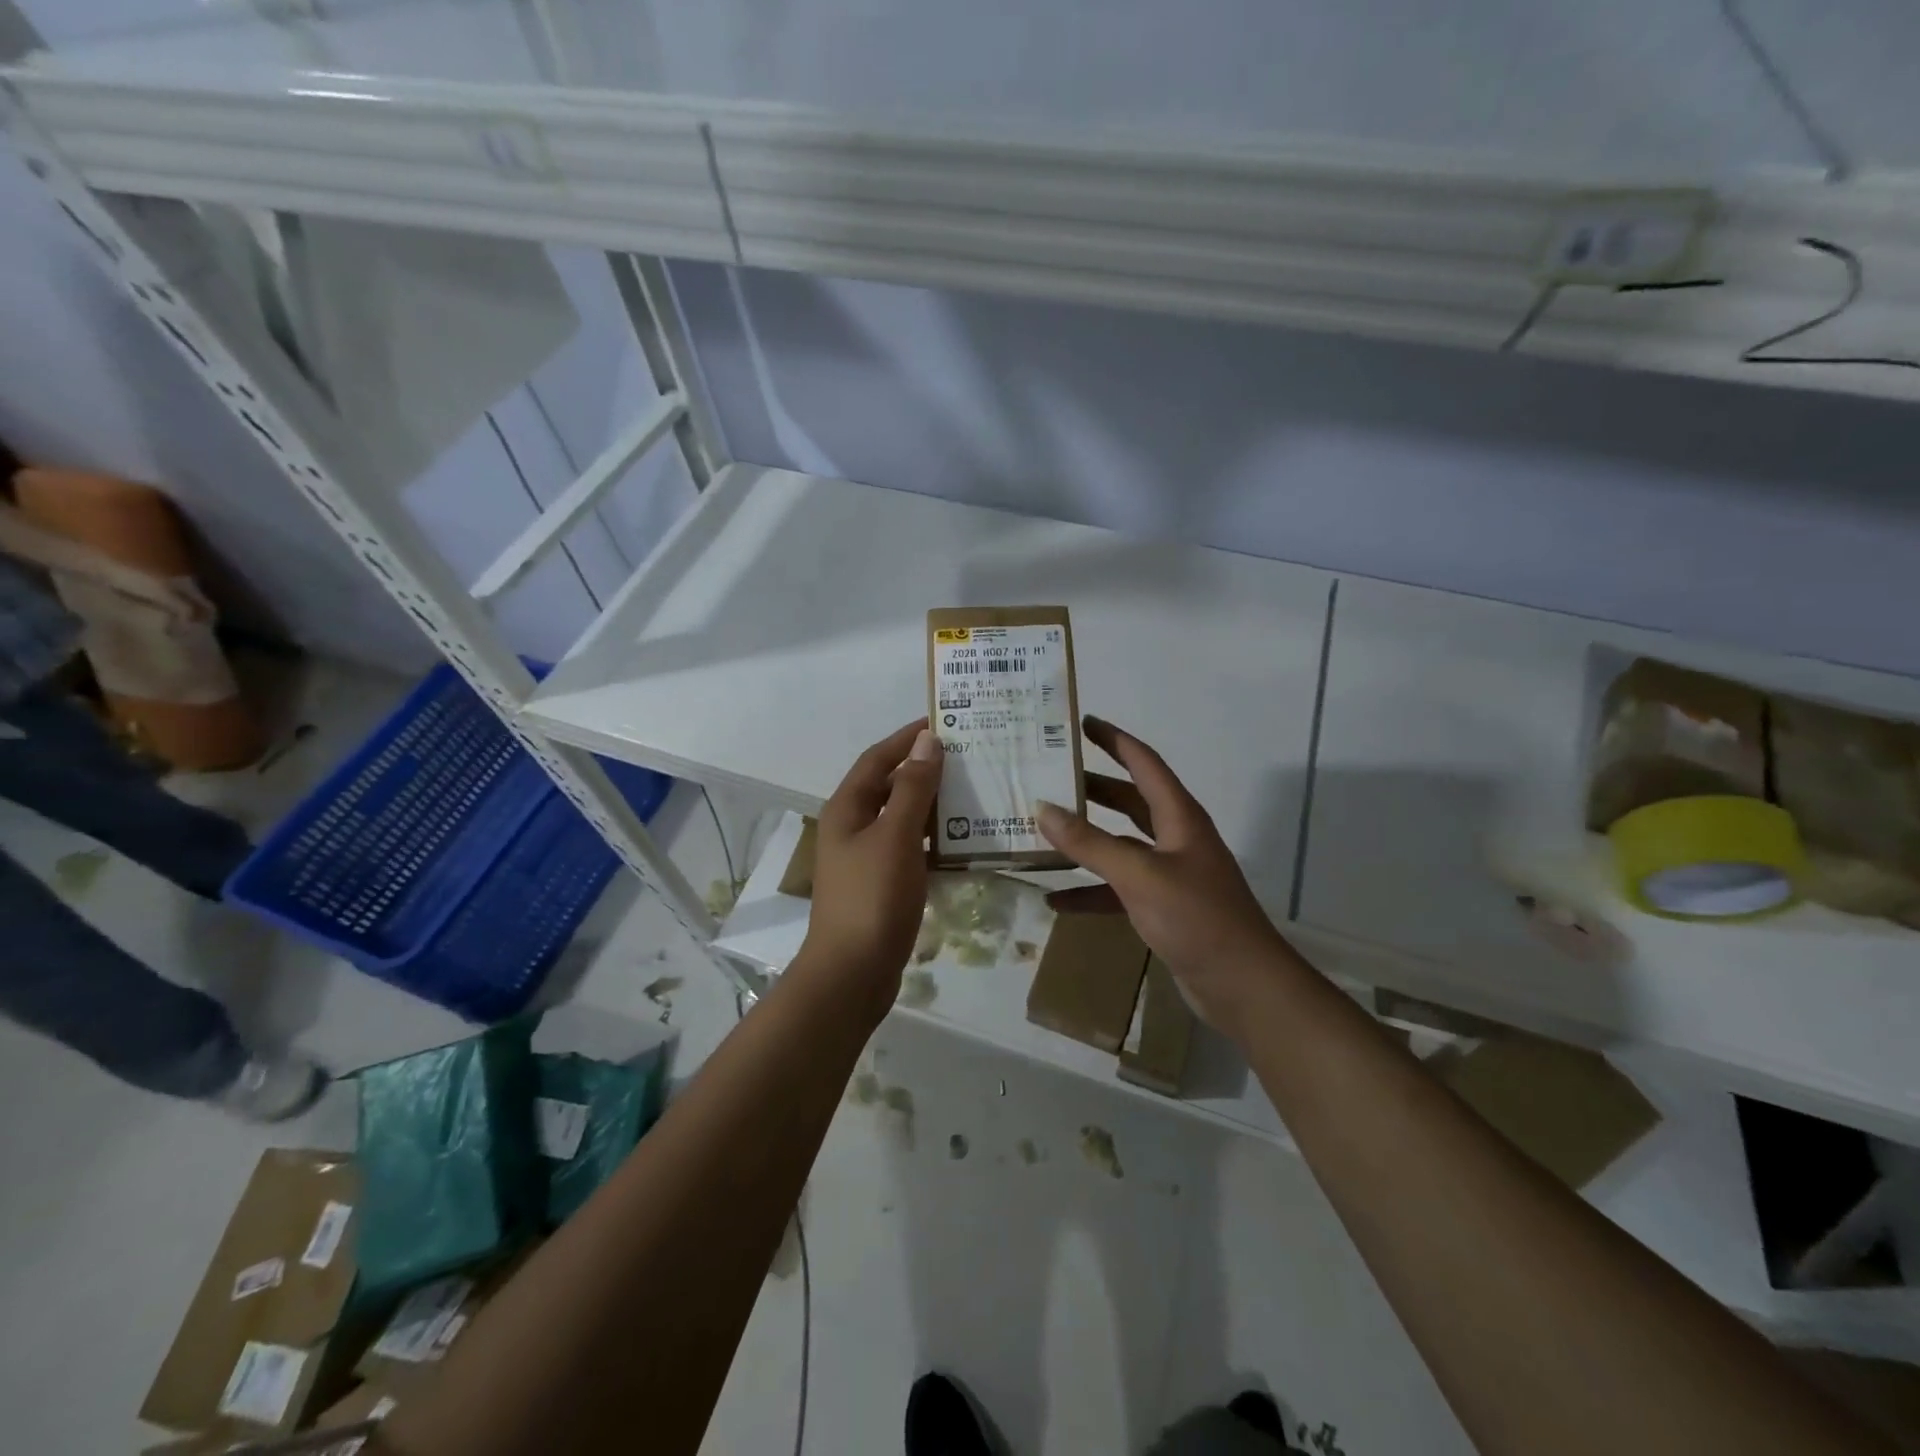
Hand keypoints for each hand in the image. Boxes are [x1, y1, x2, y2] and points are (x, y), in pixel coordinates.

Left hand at [800, 720, 942, 1001]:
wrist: (852, 973)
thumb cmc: (872, 897)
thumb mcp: (896, 836)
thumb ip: (913, 788)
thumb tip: (927, 741)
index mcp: (848, 808)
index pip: (878, 758)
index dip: (907, 738)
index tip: (943, 721)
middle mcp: (853, 827)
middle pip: (891, 786)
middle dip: (925, 769)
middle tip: (969, 756)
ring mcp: (867, 858)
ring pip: (903, 818)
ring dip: (934, 805)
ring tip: (974, 791)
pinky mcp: (882, 884)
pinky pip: (911, 848)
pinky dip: (934, 839)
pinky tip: (964, 840)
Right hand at [1038, 716, 1296, 1028]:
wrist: (1242, 985)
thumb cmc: (1196, 918)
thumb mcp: (1139, 875)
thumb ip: (1090, 843)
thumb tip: (1043, 808)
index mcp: (1179, 817)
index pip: (1144, 763)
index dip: (1114, 740)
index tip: (1082, 723)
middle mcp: (1175, 837)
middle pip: (1129, 800)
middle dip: (1093, 787)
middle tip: (1052, 776)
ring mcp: (1169, 873)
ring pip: (1120, 844)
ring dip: (1087, 838)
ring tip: (1045, 829)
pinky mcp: (1161, 907)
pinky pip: (1118, 888)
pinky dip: (1090, 890)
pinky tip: (1056, 900)